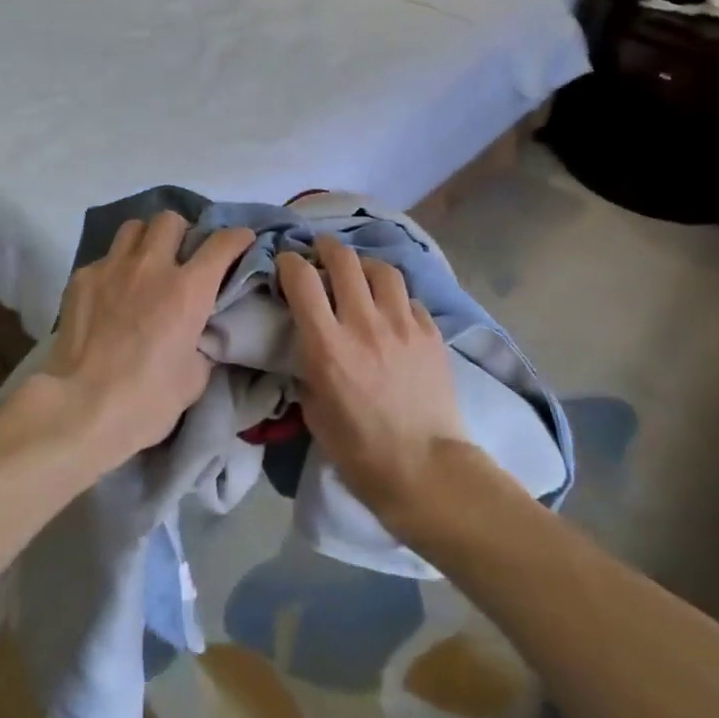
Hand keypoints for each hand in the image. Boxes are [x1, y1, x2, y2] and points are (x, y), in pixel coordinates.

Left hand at [35, 213, 255, 470]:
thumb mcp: (194, 378)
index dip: (237, 238)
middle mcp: (151, 267)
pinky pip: (105, 258)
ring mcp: (111, 268)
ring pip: (133, 228)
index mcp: (188, 290)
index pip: (221, 243)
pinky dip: (115, 268)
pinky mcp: (81, 279)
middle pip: (170, 220)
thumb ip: (201, 343)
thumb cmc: (146, 401)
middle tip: (181, 256)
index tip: (242, 241)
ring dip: (146, 240)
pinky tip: (111, 294)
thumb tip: (196, 334)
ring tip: (145, 264)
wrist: (80, 409)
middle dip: (182, 233)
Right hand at [277, 236, 470, 529]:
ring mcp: (403, 325)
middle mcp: (364, 323)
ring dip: (364, 265)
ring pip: (382, 269)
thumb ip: (308, 369)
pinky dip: (395, 297)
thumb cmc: (359, 451)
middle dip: (326, 248)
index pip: (302, 279)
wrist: (425, 469)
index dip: (289, 262)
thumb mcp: (314, 411)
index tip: (286, 263)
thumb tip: (309, 346)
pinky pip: (410, 298)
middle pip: (344, 260)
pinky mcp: (431, 333)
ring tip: (359, 272)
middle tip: (320, 251)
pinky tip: (392, 310)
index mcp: (327, 345)